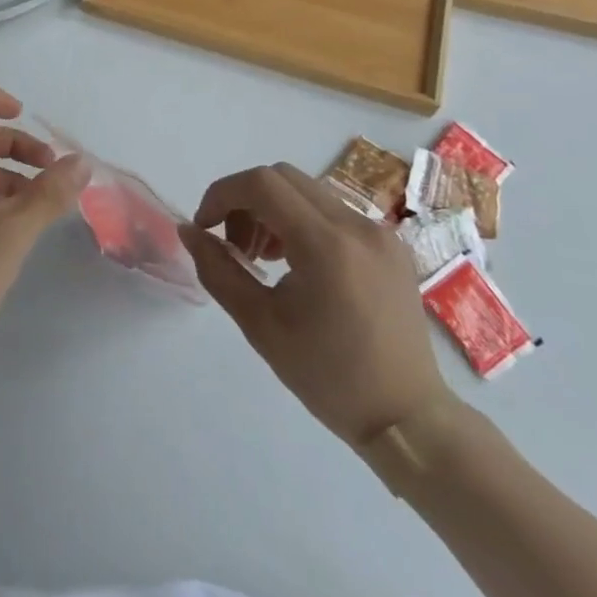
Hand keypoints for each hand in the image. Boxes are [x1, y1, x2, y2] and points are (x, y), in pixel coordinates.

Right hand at [179, 163, 450, 447]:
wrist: (407, 418)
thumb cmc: (328, 376)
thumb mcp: (260, 325)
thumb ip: (218, 270)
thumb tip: (189, 231)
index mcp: (326, 244)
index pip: (261, 184)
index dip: (222, 194)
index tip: (205, 227)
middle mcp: (356, 225)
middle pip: (283, 178)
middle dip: (245, 201)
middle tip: (234, 246)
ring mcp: (379, 232)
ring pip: (308, 192)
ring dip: (272, 210)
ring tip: (262, 258)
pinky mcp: (390, 245)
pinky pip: (333, 212)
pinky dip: (302, 222)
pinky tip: (296, 264)